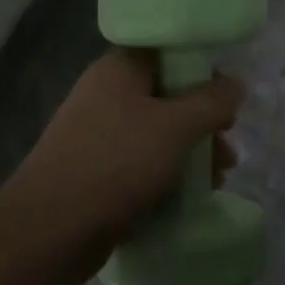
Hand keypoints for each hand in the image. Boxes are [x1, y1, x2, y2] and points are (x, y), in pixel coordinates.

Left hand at [9, 50, 244, 260]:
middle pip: (168, 96)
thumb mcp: (176, 127)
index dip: (203, 69)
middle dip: (204, 122)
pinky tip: (191, 196)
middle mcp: (106, 95)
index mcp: (119, 70)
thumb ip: (212, 102)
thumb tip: (236, 84)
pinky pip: (142, 163)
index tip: (228, 96)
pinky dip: (168, 174)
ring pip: (158, 133)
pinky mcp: (96, 172)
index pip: (169, 52)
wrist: (48, 233)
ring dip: (191, 152)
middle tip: (227, 145)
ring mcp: (98, 135)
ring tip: (218, 179)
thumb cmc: (116, 164)